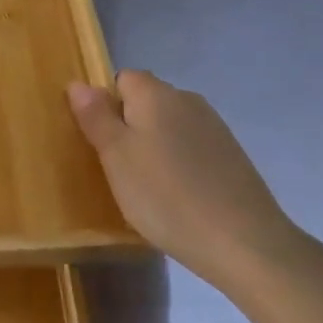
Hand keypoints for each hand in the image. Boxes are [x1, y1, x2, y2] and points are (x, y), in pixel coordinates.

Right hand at [68, 70, 306, 291]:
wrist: (244, 242)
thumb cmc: (165, 196)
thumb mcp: (116, 157)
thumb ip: (95, 117)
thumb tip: (78, 83)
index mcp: (155, 93)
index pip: (121, 79)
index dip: (106, 107)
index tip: (103, 145)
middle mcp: (187, 99)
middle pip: (145, 102)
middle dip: (129, 129)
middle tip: (120, 171)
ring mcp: (214, 127)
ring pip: (169, 126)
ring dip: (155, 148)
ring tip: (149, 190)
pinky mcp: (232, 155)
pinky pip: (192, 148)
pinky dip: (180, 165)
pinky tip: (180, 198)